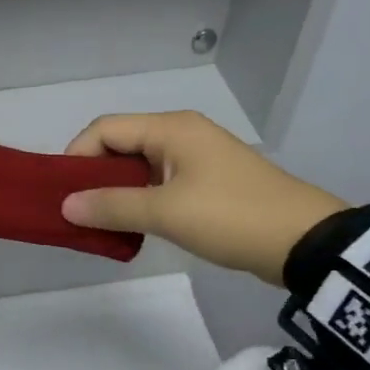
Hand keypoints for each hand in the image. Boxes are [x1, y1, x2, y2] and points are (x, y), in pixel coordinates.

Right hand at [59, 112, 346, 283]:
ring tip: (100, 219)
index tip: (63, 192)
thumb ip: (112, 207)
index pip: (105, 128)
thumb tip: (66, 206)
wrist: (306, 241)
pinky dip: (141, 197)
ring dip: (117, 188)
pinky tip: (134, 222)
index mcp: (171, 128)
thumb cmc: (231, 217)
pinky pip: (161, 179)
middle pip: (121, 143)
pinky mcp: (210, 179)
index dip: (77, 156)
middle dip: (94, 174)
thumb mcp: (166, 213)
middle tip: (77, 208)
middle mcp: (182, 132)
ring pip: (141, 164)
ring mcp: (198, 155)